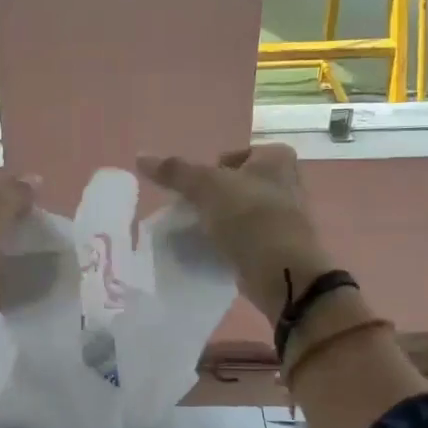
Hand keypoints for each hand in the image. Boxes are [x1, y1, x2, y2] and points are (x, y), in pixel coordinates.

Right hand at [137, 146, 337, 323]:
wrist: (282, 272)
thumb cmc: (249, 217)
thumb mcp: (206, 187)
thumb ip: (175, 172)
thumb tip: (140, 156)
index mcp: (276, 159)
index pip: (234, 155)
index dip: (212, 170)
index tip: (197, 189)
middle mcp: (287, 183)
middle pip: (236, 185)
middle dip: (214, 198)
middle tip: (193, 212)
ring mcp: (285, 217)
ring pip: (241, 213)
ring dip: (221, 222)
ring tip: (198, 234)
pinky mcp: (279, 247)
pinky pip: (247, 239)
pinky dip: (230, 244)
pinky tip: (213, 253)